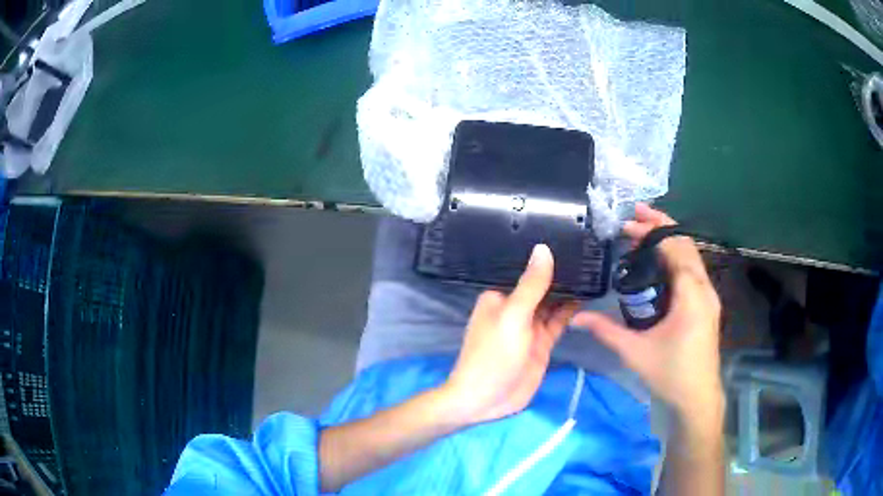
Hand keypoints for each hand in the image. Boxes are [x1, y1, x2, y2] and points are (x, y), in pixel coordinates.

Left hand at [444, 244, 578, 423]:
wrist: (487, 399)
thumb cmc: (493, 354)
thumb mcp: (513, 316)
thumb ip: (531, 285)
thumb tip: (543, 248)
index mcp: (500, 297)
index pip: (525, 270)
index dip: (545, 258)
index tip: (570, 238)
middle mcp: (515, 308)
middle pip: (541, 286)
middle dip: (561, 273)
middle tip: (590, 250)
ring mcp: (530, 326)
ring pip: (553, 303)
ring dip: (569, 291)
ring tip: (594, 268)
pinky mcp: (542, 343)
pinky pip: (559, 321)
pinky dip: (571, 311)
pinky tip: (588, 296)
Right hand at [571, 204, 723, 418]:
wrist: (697, 398)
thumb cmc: (670, 374)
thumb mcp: (635, 352)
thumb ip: (606, 331)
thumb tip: (577, 318)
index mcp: (691, 295)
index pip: (674, 249)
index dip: (652, 233)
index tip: (628, 225)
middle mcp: (704, 289)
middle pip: (686, 245)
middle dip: (661, 226)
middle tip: (635, 217)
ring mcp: (709, 296)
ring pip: (691, 256)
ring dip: (670, 240)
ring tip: (645, 232)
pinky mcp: (707, 305)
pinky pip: (693, 270)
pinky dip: (676, 257)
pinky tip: (659, 262)